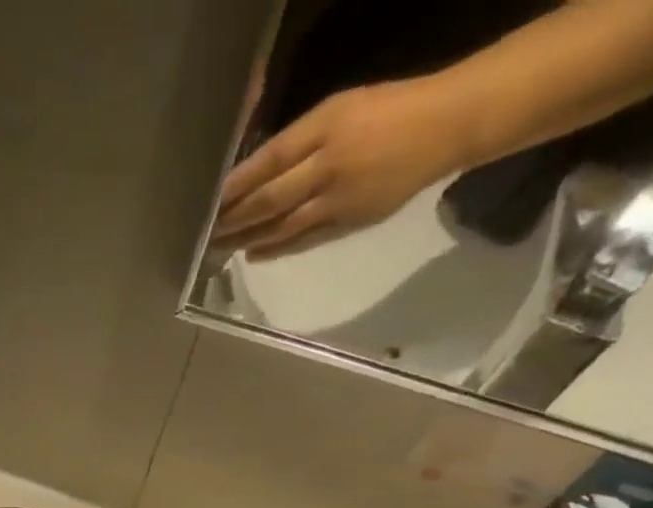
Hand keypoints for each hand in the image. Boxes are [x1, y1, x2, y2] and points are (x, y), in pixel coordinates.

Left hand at [213, 77, 470, 258]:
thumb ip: (300, 140)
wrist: (444, 127)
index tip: (212, 201)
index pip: (270, 161)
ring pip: (282, 226)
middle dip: (235, 219)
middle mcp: (328, 166)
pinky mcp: (348, 222)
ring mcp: (338, 199)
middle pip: (270, 199)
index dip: (238, 184)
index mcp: (326, 127)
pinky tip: (254, 254)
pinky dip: (276, 248)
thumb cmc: (388, 110)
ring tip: (222, 247)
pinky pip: (304, 240)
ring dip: (249, 239)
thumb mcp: (340, 109)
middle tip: (208, 233)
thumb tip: (257, 171)